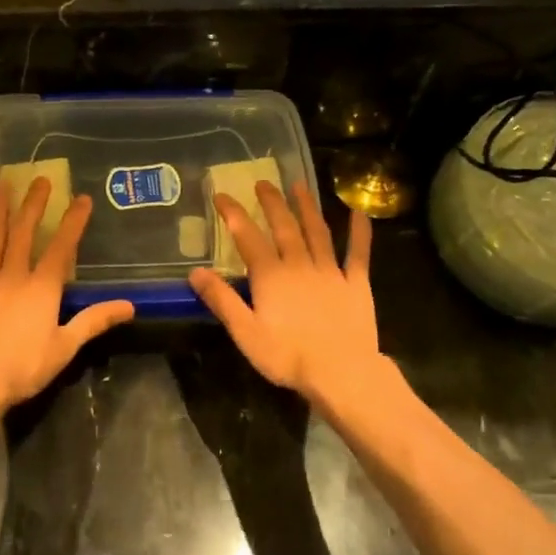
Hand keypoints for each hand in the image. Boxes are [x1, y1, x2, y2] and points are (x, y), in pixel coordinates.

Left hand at [0, 176, 134, 414]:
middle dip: (33, 205)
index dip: (73, 222)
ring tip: (0, 185)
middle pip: (24, 234)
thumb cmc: (23, 368)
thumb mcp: (66, 347)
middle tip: (39, 179)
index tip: (82, 198)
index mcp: (42, 289)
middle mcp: (12, 276)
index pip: (62, 248)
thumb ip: (95, 321)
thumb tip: (129, 305)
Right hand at [189, 180, 382, 402]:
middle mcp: (300, 264)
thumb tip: (195, 271)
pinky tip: (360, 213)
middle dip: (272, 203)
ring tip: (300, 186)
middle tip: (263, 182)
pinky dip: (359, 232)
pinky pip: (358, 253)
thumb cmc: (288, 356)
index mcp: (271, 276)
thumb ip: (222, 299)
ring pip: (317, 232)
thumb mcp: (245, 332)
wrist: (342, 372)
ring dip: (307, 207)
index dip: (233, 214)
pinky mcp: (356, 284)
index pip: (248, 237)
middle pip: (284, 227)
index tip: (221, 195)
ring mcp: (331, 271)